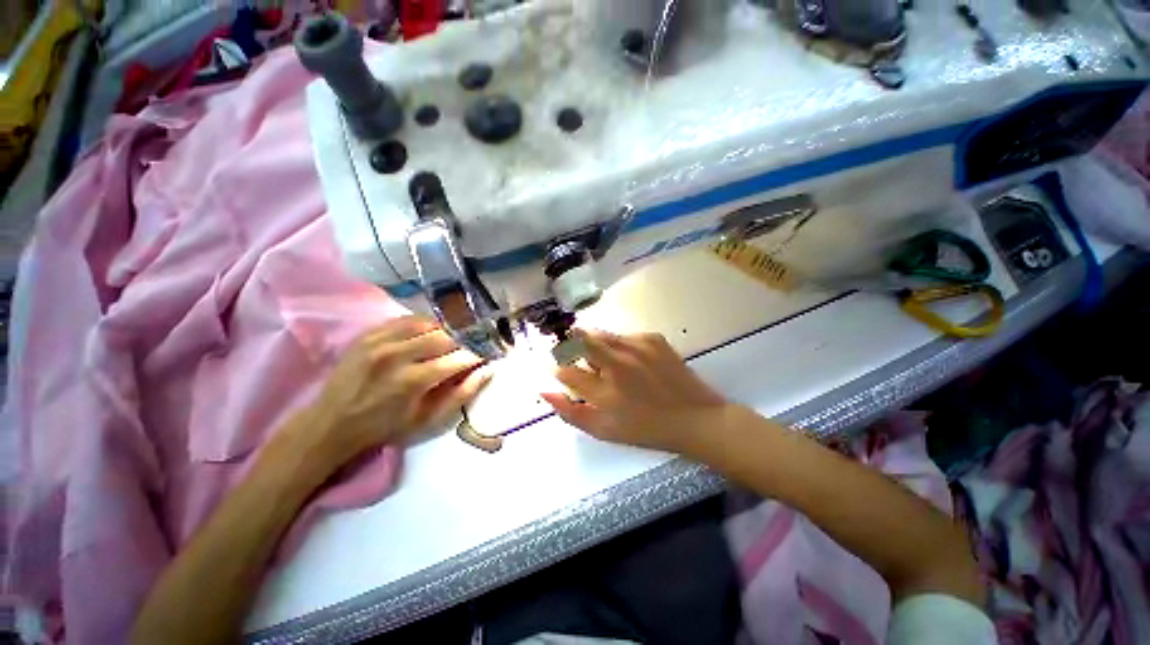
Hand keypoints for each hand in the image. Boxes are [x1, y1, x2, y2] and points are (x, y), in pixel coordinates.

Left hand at [299, 316, 489, 465]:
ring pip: (427, 323)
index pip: (458, 358)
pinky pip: (405, 319)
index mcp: (413, 381)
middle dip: (465, 340)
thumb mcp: (427, 420)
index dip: (478, 354)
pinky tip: (430, 331)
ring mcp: (380, 341)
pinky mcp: (369, 334)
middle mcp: (397, 355)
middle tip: (473, 344)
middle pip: (445, 336)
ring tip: (454, 337)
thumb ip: (461, 395)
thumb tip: (487, 371)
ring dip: (446, 330)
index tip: (487, 354)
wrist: (332, 423)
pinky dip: (424, 324)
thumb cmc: (385, 427)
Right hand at [541, 330, 729, 454]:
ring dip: (595, 345)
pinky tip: (632, 361)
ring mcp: (637, 347)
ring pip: (601, 335)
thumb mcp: (605, 431)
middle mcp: (619, 364)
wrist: (696, 418)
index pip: (566, 370)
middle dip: (571, 346)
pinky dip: (619, 346)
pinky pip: (624, 336)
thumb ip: (571, 413)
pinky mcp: (653, 338)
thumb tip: (545, 392)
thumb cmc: (647, 430)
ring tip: (607, 363)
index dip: (559, 368)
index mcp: (605, 392)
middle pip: (580, 340)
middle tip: (578, 358)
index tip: (561, 370)